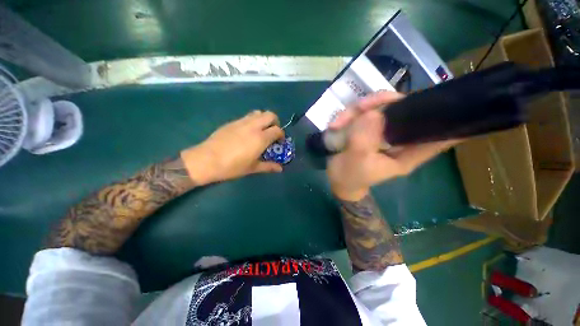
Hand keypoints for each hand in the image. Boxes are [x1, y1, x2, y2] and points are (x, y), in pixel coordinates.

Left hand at [181, 110, 284, 184]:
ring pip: (258, 112)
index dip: (281, 135)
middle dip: (275, 122)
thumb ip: (268, 166)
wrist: (207, 160)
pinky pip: (247, 116)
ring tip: (261, 130)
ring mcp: (242, 122)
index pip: (277, 130)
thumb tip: (280, 169)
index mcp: (260, 138)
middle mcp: (253, 126)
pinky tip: (247, 132)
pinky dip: (253, 120)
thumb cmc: (232, 167)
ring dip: (264, 119)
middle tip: (272, 132)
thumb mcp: (252, 168)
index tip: (279, 142)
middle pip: (270, 115)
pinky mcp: (232, 122)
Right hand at [327, 91, 460, 200]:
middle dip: (380, 103)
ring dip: (356, 111)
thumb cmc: (350, 177)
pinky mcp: (367, 127)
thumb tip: (373, 114)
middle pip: (404, 109)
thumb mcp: (357, 162)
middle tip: (359, 108)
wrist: (337, 179)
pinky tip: (334, 125)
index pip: (438, 136)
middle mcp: (398, 138)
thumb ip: (364, 141)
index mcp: (407, 153)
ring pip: (379, 107)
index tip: (456, 101)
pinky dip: (347, 117)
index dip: (450, 119)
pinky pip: (361, 113)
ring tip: (337, 123)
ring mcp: (381, 131)